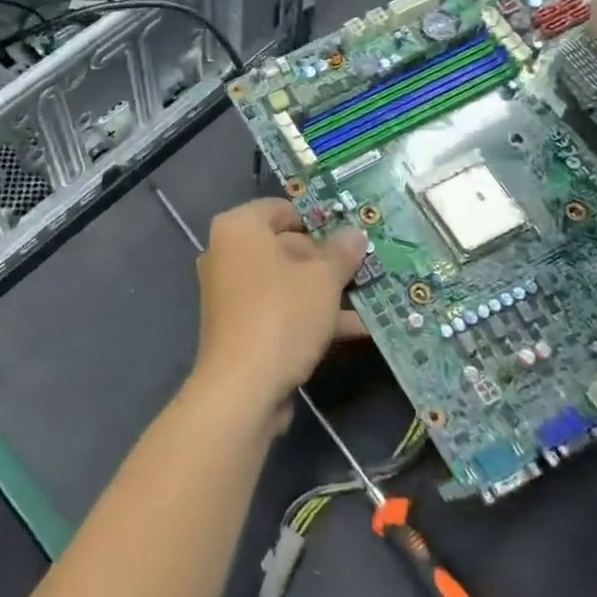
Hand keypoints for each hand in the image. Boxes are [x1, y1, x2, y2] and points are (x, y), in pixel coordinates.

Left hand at [190, 199, 366, 422]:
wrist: (242, 387)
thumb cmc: (282, 314)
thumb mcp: (323, 280)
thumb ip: (341, 253)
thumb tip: (355, 233)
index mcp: (239, 228)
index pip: (281, 209)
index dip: (317, 221)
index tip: (349, 237)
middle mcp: (227, 252)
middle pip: (285, 246)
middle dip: (326, 260)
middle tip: (364, 270)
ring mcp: (230, 291)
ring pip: (286, 281)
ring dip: (325, 291)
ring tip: (369, 298)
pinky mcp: (238, 325)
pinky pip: (278, 308)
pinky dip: (310, 314)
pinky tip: (355, 329)